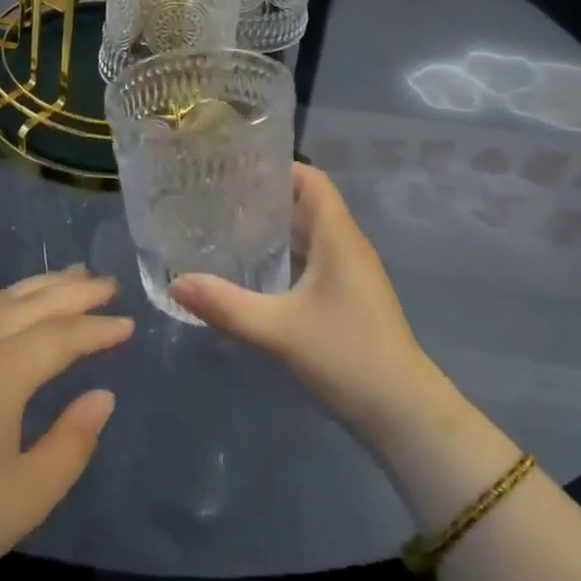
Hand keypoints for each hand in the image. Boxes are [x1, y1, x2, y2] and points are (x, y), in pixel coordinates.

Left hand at [0, 269, 133, 580]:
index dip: (98, 328)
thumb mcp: (27, 497)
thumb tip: (102, 396)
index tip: (128, 323)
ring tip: (69, 277)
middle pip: (30, 303)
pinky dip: (1, 304)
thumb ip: (73, 441)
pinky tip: (9, 311)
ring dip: (38, 287)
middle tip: (107, 283)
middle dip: (73, 291)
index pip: (61, 335)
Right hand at [170, 164, 457, 453]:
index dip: (277, 166)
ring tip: (227, 225)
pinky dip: (285, 255)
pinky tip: (254, 270)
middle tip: (217, 195)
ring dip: (274, 227)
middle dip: (265, 196)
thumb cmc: (346, 356)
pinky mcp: (348, 297)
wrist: (404, 415)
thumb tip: (176, 282)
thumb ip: (225, 305)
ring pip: (309, 233)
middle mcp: (346, 245)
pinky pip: (313, 259)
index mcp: (337, 235)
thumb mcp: (277, 330)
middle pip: (306, 203)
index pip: (310, 179)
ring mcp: (350, 273)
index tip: (235, 165)